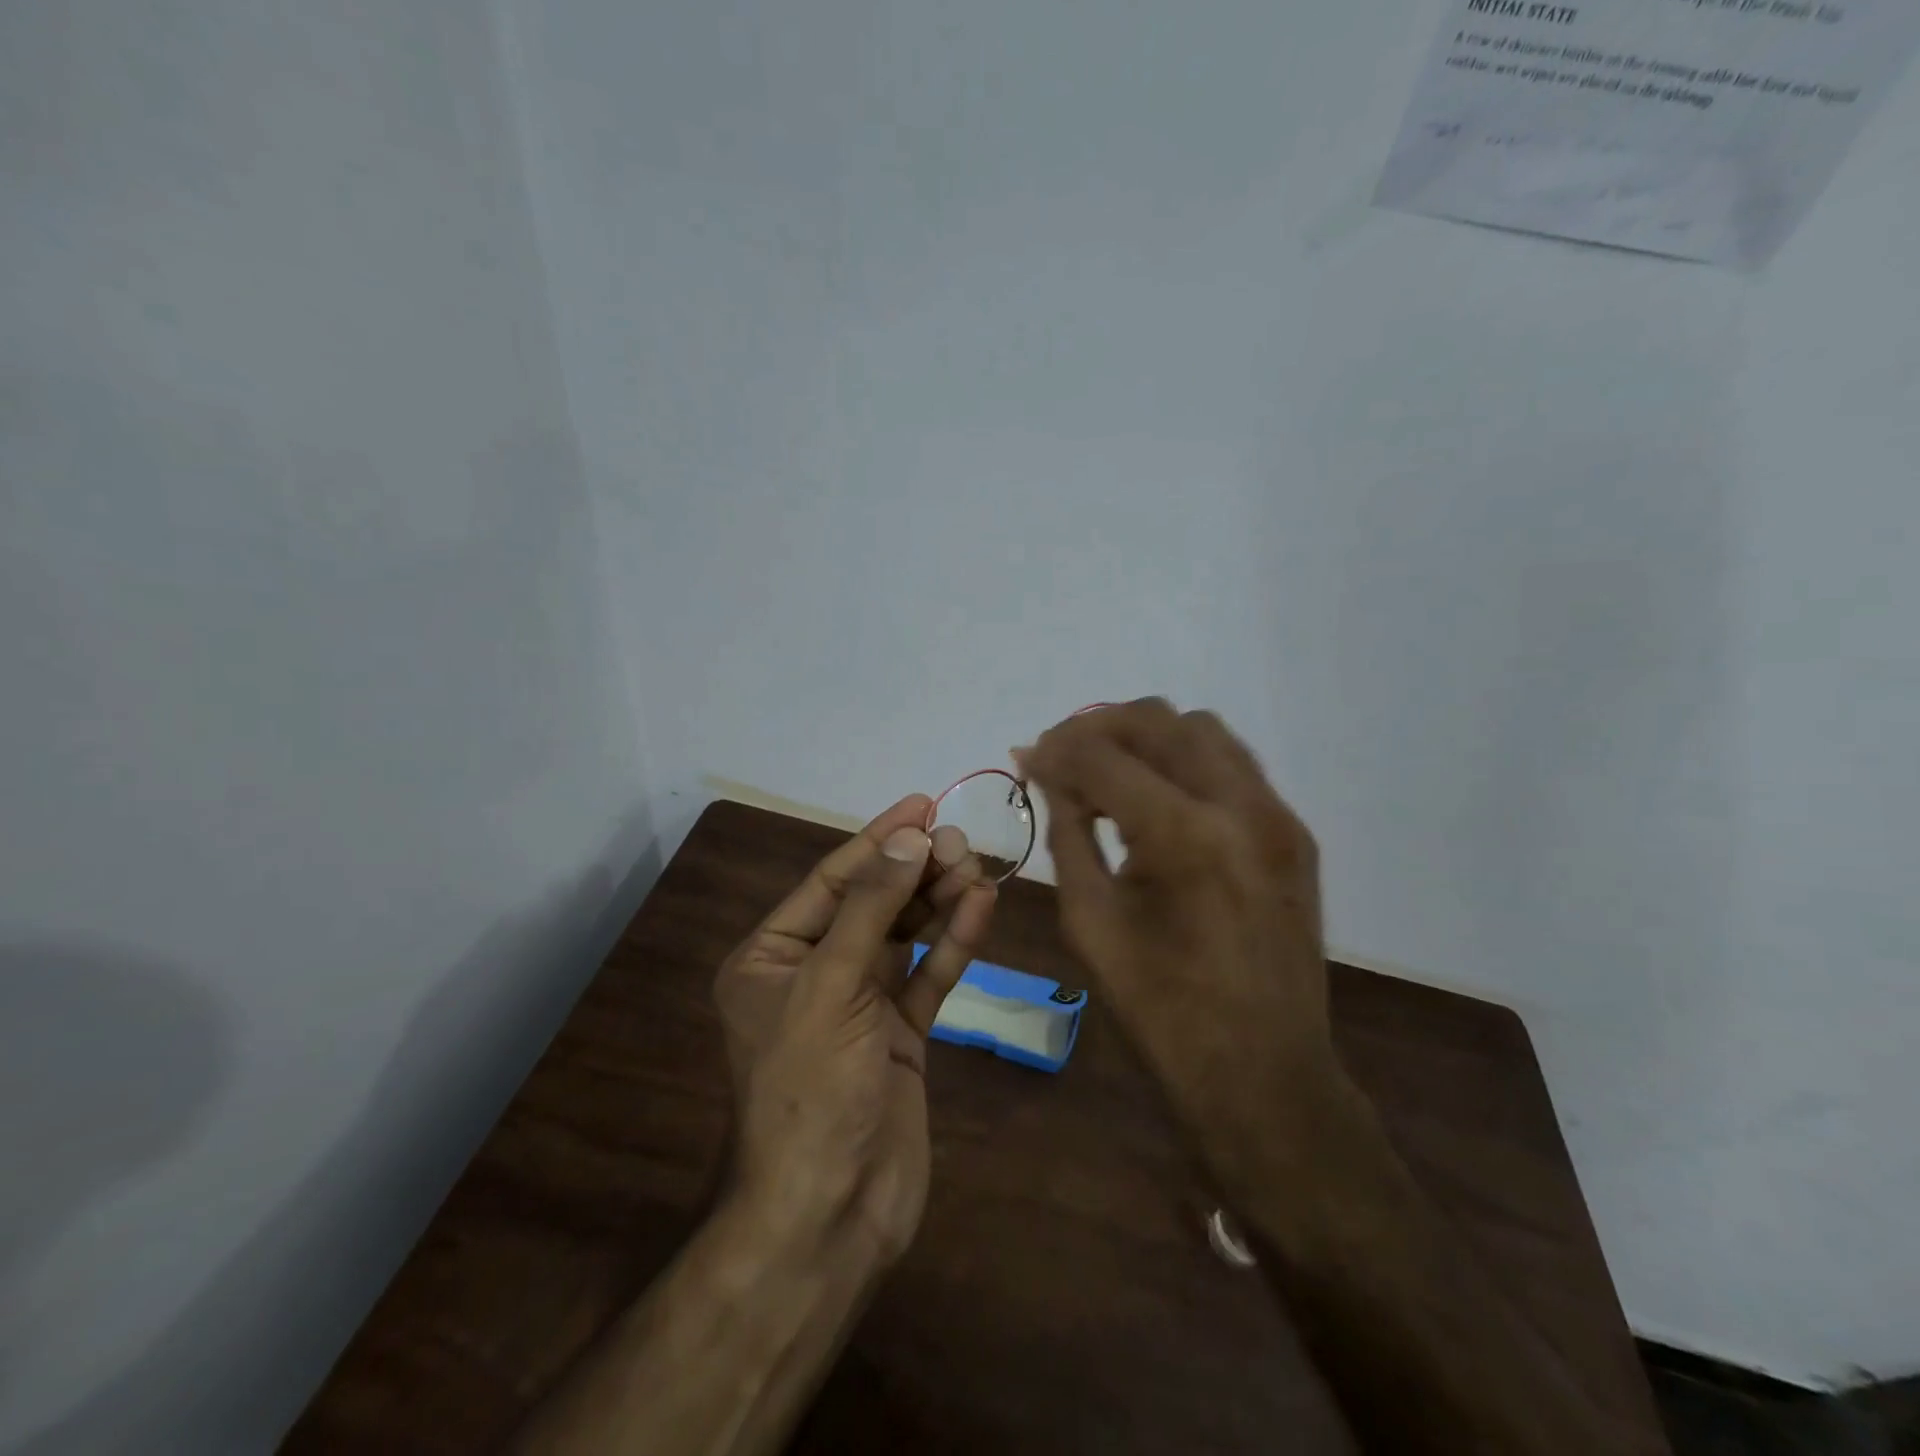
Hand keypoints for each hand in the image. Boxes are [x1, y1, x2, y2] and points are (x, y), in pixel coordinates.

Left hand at [714, 797, 995, 1267]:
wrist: (831, 1214)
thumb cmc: (811, 1089)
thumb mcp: (831, 986)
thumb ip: (871, 908)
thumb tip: (909, 836)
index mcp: (771, 958)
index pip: (831, 881)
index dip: (878, 839)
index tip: (922, 804)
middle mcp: (813, 974)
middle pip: (873, 904)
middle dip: (915, 870)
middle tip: (960, 839)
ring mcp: (860, 1006)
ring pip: (905, 937)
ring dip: (939, 901)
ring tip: (976, 865)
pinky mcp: (900, 1035)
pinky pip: (928, 977)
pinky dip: (954, 944)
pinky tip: (981, 907)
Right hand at [1018, 699, 1347, 1178]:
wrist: (1263, 1075)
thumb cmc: (1159, 1010)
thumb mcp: (1089, 919)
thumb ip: (1066, 831)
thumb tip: (1044, 773)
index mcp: (1183, 836)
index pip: (1102, 758)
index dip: (1054, 750)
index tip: (1025, 757)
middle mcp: (1240, 806)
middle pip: (1157, 720)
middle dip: (1097, 727)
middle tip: (1060, 755)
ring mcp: (1277, 816)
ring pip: (1201, 729)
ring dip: (1145, 736)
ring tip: (1107, 770)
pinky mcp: (1294, 834)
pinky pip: (1232, 766)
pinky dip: (1184, 762)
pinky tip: (1156, 796)